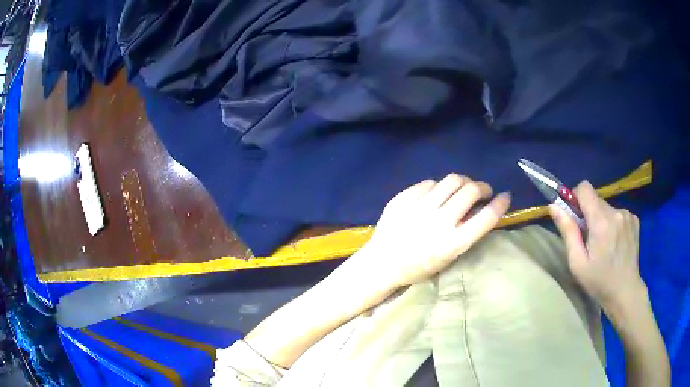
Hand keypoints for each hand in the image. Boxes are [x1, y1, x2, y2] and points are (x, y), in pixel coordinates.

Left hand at [351, 174, 510, 287]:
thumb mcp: (448, 257)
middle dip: (483, 187)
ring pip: (452, 180)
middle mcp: (439, 221)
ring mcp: (420, 207)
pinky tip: (436, 194)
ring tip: (463, 187)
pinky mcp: (404, 197)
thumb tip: (480, 207)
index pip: (486, 217)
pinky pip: (429, 182)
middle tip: (483, 191)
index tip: (505, 196)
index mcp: (453, 243)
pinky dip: (439, 186)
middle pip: (471, 190)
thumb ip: (465, 232)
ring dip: (464, 182)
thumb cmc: (418, 267)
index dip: (500, 204)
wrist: (382, 263)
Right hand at [548, 181, 644, 318]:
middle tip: (587, 238)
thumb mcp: (577, 262)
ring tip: (603, 243)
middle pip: (595, 199)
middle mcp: (616, 211)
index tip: (574, 216)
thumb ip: (568, 231)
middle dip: (588, 213)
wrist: (625, 291)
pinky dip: (612, 223)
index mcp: (601, 221)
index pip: (584, 188)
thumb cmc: (598, 281)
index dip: (576, 198)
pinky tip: (614, 241)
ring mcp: (628, 214)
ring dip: (601, 219)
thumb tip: (553, 206)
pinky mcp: (634, 219)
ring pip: (606, 207)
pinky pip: (617, 212)